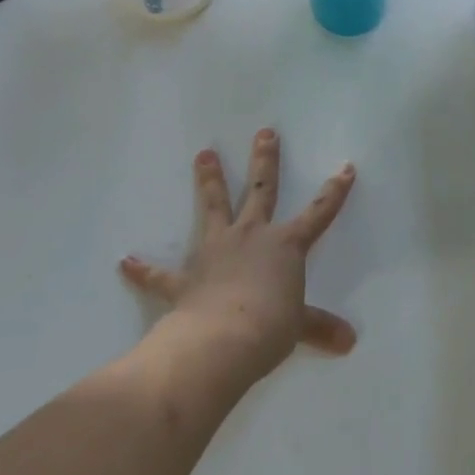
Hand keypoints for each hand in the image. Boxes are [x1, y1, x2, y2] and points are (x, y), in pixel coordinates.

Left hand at [120, 130, 356, 383]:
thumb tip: (349, 342)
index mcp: (285, 245)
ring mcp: (216, 251)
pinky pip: (160, 273)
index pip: (319, 212)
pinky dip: (143, 269)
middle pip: (260, 190)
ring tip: (203, 154)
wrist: (222, 340)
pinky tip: (125, 262)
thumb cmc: (270, 327)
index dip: (334, 191)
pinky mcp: (186, 277)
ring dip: (209, 180)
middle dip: (265, 160)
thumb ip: (321, 327)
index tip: (345, 167)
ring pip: (214, 206)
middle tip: (265, 132)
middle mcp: (251, 236)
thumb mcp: (300, 327)